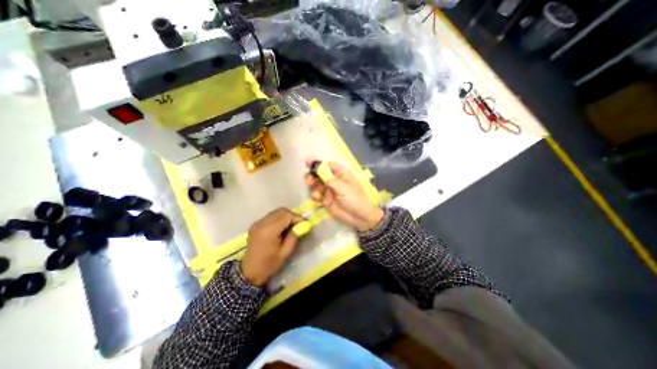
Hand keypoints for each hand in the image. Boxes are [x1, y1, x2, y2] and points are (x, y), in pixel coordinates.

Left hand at [241, 209, 303, 286]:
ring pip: (276, 212)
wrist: (249, 272)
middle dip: (292, 215)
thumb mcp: (285, 252)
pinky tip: (281, 227)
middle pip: (281, 211)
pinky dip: (278, 218)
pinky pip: (270, 216)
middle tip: (298, 224)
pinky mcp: (256, 224)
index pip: (287, 215)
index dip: (297, 217)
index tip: (305, 223)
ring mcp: (258, 223)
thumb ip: (294, 236)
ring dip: (285, 216)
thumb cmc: (269, 264)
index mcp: (269, 231)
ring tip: (290, 226)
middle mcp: (262, 223)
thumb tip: (303, 225)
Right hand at [304, 161, 383, 231]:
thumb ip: (329, 178)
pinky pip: (318, 195)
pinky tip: (316, 198)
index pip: (329, 165)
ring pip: (318, 184)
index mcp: (342, 174)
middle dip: (314, 175)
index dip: (319, 164)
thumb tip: (318, 168)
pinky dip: (315, 195)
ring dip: (313, 185)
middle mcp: (335, 181)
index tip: (309, 164)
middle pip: (321, 174)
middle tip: (309, 179)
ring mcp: (331, 191)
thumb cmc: (355, 199)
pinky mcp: (327, 200)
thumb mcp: (343, 187)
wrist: (360, 217)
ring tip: (314, 189)